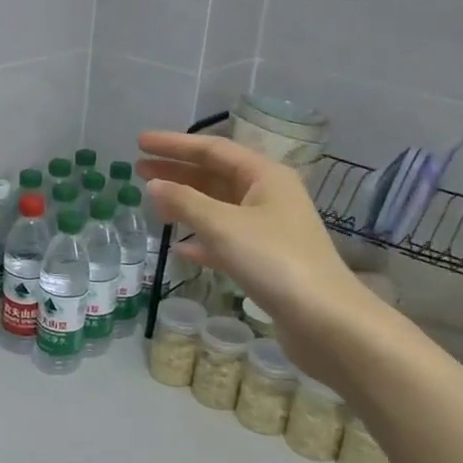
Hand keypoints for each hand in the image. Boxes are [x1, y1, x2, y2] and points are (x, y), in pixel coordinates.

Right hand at [136, 131, 365, 334]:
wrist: (324, 320)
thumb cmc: (274, 261)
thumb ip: (185, 202)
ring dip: (186, 205)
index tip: (140, 142)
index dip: (174, 144)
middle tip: (138, 170)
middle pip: (215, 175)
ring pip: (219, 208)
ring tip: (153, 205)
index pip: (212, 149)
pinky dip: (202, 240)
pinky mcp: (266, 260)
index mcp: (265, 176)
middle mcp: (269, 196)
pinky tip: (180, 249)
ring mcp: (269, 229)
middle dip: (177, 171)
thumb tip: (154, 184)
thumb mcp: (223, 226)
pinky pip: (226, 240)